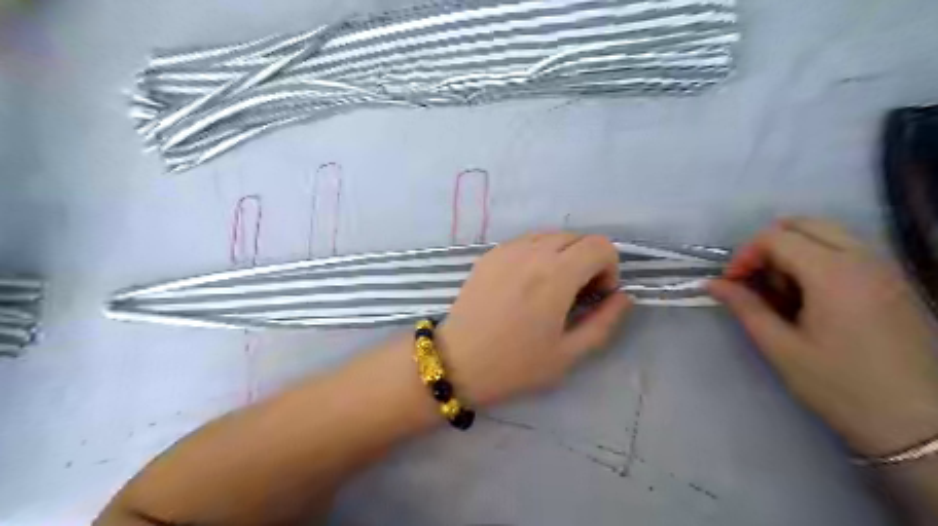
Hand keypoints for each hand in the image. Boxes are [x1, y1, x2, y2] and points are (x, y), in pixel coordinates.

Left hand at [438, 233, 629, 405]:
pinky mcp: (489, 254)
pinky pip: (525, 242)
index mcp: (556, 274)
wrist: (457, 362)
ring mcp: (507, 249)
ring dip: (563, 255)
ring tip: (550, 288)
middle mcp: (532, 252)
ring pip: (551, 236)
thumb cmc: (515, 365)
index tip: (597, 294)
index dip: (609, 268)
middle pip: (578, 237)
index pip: (600, 246)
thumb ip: (604, 322)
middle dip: (588, 261)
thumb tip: (622, 297)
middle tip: (575, 294)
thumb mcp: (568, 354)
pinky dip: (538, 254)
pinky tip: (525, 284)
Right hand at [712, 217, 937, 456]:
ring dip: (794, 251)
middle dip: (768, 246)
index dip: (744, 255)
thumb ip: (745, 307)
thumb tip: (712, 284)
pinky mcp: (894, 282)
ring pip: (827, 234)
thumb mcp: (781, 348)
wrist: (921, 425)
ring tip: (783, 292)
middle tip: (756, 281)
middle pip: (804, 224)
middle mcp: (863, 259)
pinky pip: (848, 250)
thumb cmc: (842, 386)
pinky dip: (818, 259)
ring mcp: (885, 269)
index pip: (776, 237)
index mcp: (833, 274)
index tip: (732, 284)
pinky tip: (811, 298)